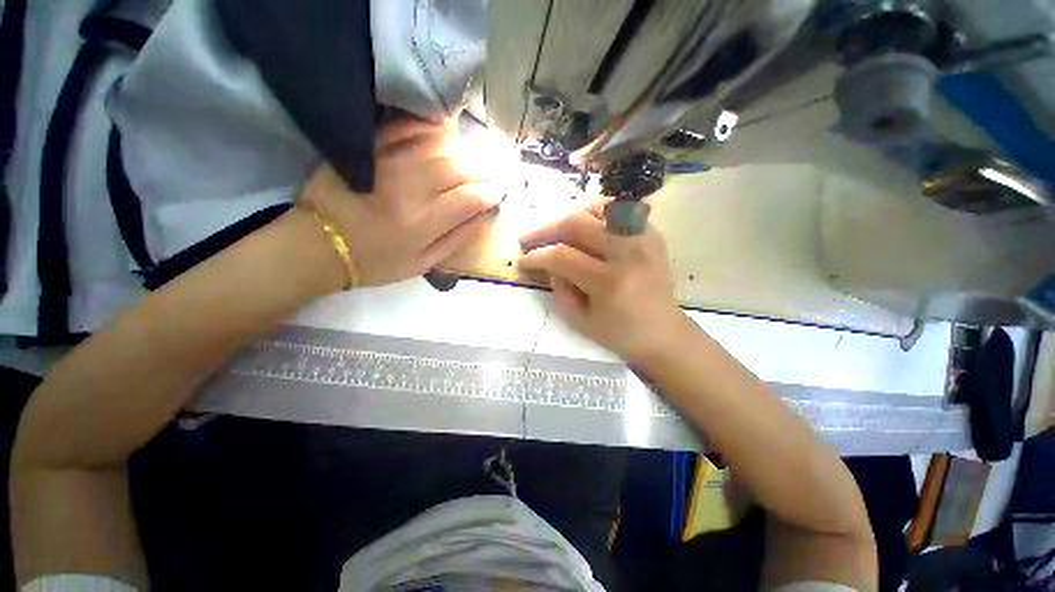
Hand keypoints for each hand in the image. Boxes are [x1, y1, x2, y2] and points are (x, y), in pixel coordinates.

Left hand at [299, 118, 499, 286]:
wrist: (318, 245)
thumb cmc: (376, 262)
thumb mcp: (422, 264)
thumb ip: (456, 241)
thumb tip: (483, 218)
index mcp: (423, 223)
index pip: (470, 199)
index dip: (490, 194)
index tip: (498, 194)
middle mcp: (410, 189)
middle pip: (459, 168)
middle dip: (484, 169)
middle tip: (493, 172)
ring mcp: (388, 164)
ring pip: (438, 145)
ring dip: (464, 149)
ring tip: (474, 157)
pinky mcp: (369, 150)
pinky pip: (405, 128)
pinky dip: (429, 127)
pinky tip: (444, 133)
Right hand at [518, 203, 689, 362]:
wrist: (663, 332)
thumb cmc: (620, 334)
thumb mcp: (580, 322)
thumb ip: (558, 291)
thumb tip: (549, 264)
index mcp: (609, 282)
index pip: (562, 256)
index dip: (536, 256)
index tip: (523, 260)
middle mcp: (627, 253)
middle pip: (577, 223)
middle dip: (545, 229)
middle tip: (529, 238)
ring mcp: (643, 238)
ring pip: (597, 208)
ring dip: (569, 216)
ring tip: (555, 229)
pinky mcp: (651, 234)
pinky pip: (618, 210)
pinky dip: (595, 213)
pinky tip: (584, 226)